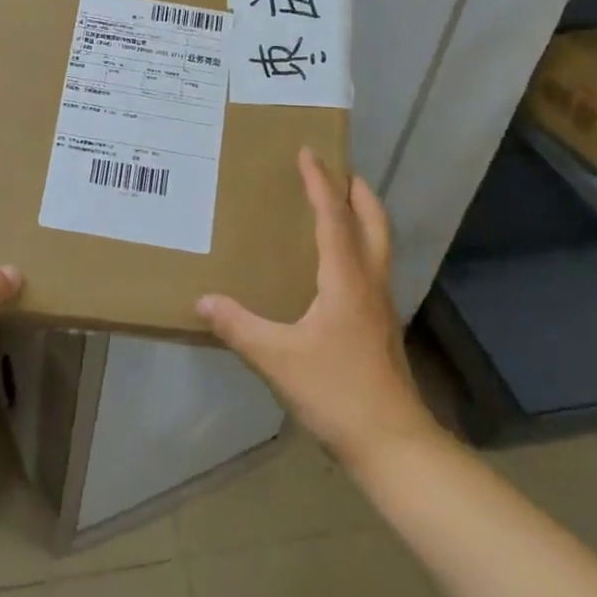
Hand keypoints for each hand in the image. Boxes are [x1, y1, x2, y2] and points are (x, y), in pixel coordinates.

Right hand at [197, 148, 429, 467]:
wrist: (393, 445)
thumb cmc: (337, 393)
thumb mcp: (278, 359)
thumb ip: (239, 327)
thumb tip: (203, 299)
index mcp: (345, 279)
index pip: (334, 217)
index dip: (320, 183)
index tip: (308, 152)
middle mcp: (368, 282)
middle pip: (373, 222)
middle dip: (357, 190)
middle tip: (337, 168)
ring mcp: (381, 305)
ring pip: (378, 243)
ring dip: (362, 215)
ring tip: (339, 204)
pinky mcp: (381, 325)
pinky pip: (372, 266)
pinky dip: (359, 244)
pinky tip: (337, 263)